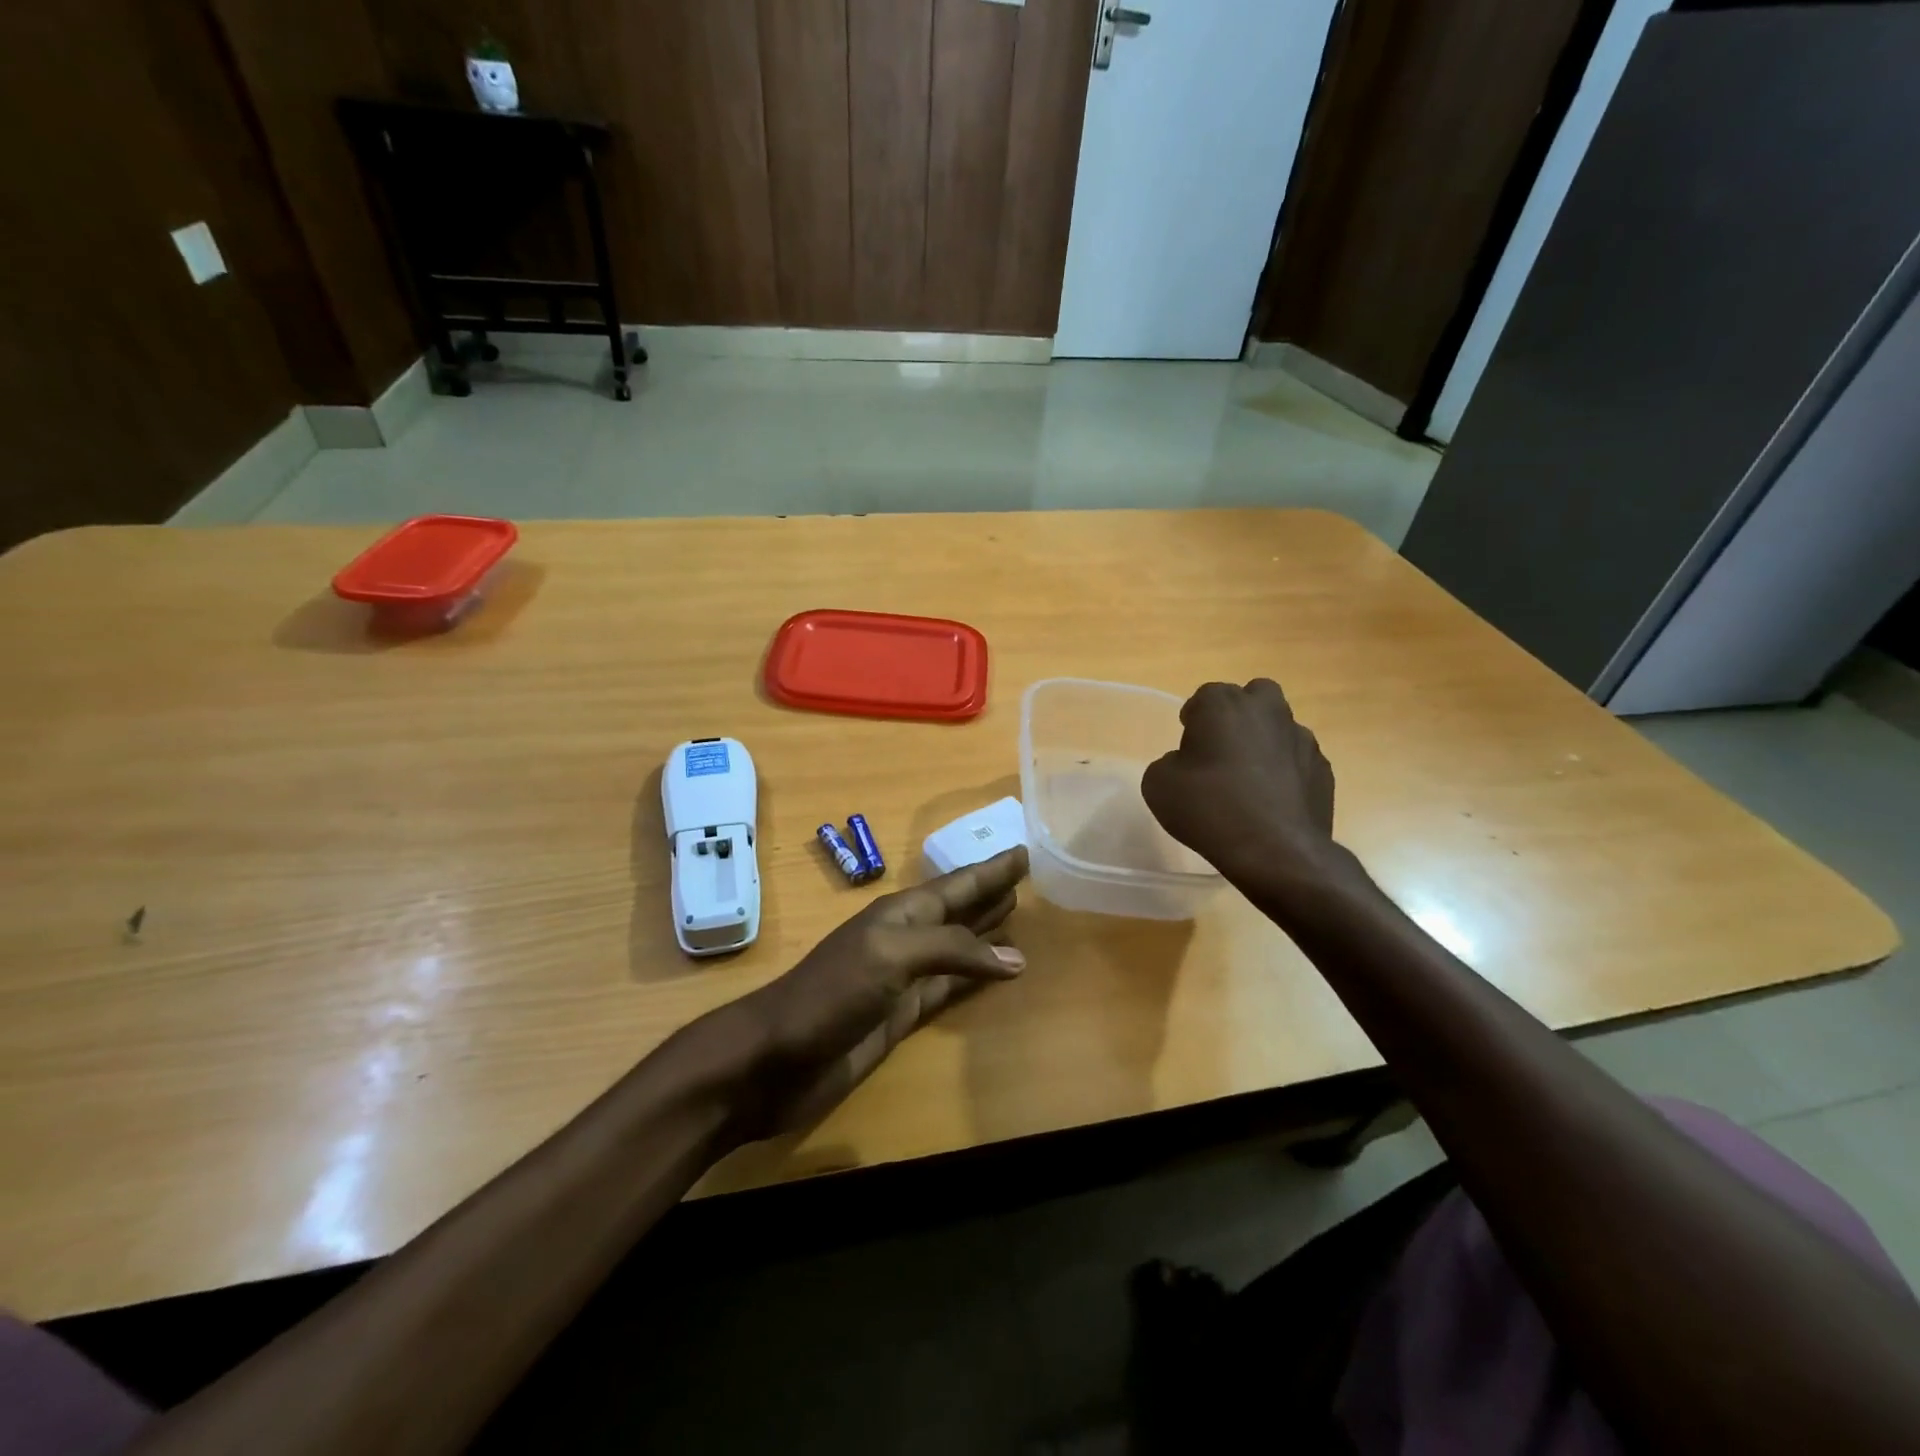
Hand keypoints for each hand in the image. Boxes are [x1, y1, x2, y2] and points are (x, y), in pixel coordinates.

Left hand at [738, 847, 1028, 1135]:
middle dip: (989, 893)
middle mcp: (906, 938)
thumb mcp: (891, 956)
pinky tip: (996, 972)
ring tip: (1017, 914)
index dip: (990, 871)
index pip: (957, 885)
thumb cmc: (830, 995)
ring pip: (957, 947)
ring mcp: (903, 977)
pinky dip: (974, 977)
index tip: (1024, 852)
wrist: (774, 1060)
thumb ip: (951, 950)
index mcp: (901, 914)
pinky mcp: (903, 1015)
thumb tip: (1015, 956)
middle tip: (1027, 878)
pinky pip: (950, 986)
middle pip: (958, 909)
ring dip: (985, 931)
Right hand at [1142, 679, 1335, 882]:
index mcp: (1223, 705)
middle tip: (1222, 750)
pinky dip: (1286, 772)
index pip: (1205, 696)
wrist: (1274, 851)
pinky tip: (1272, 802)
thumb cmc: (1208, 809)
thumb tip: (1186, 763)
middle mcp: (1266, 711)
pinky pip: (1298, 760)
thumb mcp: (1158, 785)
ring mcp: (1301, 739)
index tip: (1188, 746)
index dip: (1194, 720)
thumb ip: (1169, 763)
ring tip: (1249, 781)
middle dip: (1238, 715)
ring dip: (1264, 743)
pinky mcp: (1323, 769)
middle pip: (1253, 697)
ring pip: (1280, 727)